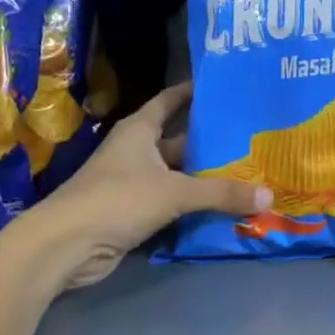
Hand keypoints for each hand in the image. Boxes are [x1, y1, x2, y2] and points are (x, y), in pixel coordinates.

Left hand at [28, 83, 269, 288]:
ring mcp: (134, 184)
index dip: (193, 93)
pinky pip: (173, 204)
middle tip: (253, 139)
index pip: (169, 101)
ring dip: (206, 178)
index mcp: (139, 131)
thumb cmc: (117, 200)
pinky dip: (195, 206)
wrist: (65, 247)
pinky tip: (225, 207)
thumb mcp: (175, 192)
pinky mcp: (134, 214)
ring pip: (179, 176)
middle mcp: (136, 152)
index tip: (224, 88)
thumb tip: (269, 196)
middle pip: (181, 141)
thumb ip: (221, 193)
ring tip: (249, 173)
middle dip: (212, 142)